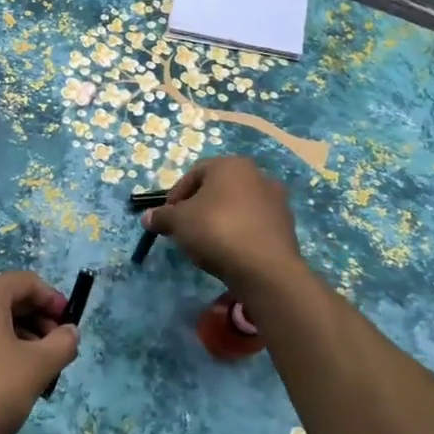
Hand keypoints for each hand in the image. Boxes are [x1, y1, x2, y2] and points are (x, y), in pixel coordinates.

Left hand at [0, 272, 78, 433]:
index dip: (54, 300)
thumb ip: (62, 342)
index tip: (71, 327)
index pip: (26, 282)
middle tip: (58, 350)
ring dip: (21, 338)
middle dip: (38, 321)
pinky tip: (12, 380)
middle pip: (7, 299)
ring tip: (40, 371)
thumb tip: (70, 331)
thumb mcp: (38, 366)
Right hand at [145, 156, 302, 290]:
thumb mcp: (178, 222)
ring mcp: (276, 200)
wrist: (265, 268)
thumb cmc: (216, 230)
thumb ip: (161, 216)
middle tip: (185, 229)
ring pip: (237, 206)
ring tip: (207, 243)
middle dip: (198, 207)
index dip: (176, 195)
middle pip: (218, 188)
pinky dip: (239, 233)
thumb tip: (147, 217)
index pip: (194, 173)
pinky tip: (229, 252)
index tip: (167, 217)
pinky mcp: (286, 226)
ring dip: (220, 220)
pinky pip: (253, 224)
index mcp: (231, 165)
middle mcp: (257, 175)